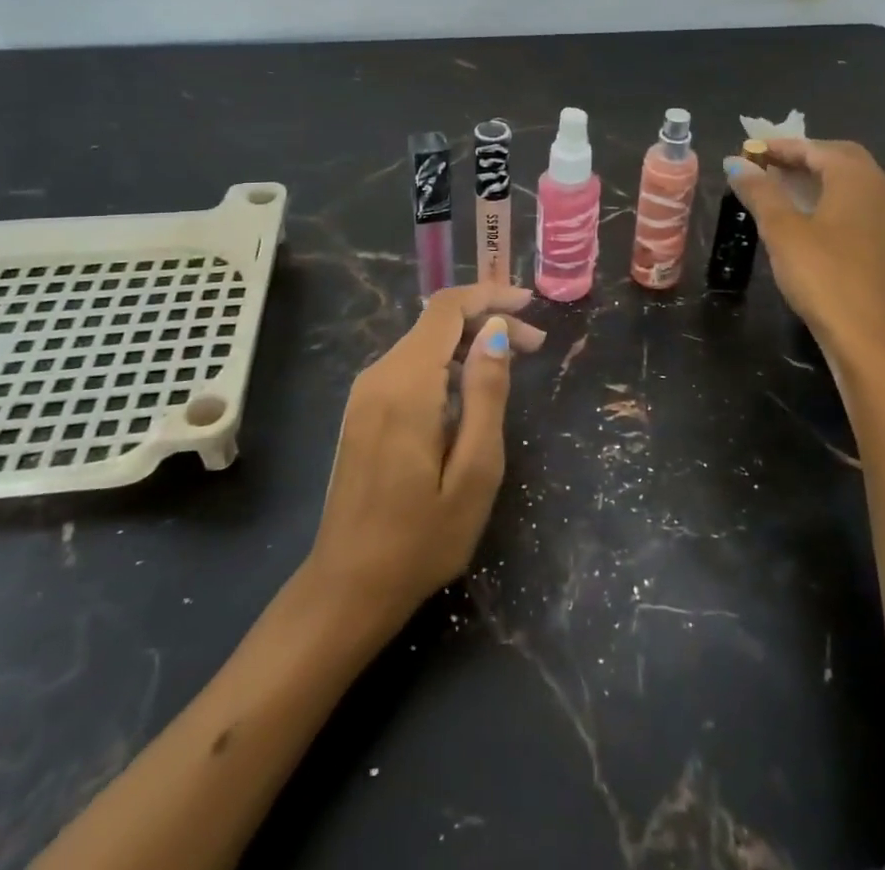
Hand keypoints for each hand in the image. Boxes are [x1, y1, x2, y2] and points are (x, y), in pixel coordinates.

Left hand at [304, 283, 545, 630]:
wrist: (348, 588)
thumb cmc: (422, 538)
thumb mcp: (475, 471)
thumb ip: (486, 393)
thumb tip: (494, 330)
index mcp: (406, 386)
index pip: (446, 309)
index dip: (489, 295)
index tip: (530, 304)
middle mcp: (379, 376)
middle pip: (437, 322)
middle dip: (488, 321)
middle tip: (536, 346)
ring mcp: (366, 394)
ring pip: (424, 342)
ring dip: (470, 343)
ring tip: (514, 364)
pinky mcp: (363, 411)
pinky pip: (410, 366)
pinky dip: (447, 362)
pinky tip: (473, 388)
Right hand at [723, 138, 884, 368]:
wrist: (871, 340)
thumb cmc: (824, 277)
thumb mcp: (783, 230)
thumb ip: (760, 192)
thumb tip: (736, 163)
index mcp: (858, 178)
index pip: (816, 148)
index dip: (781, 146)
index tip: (750, 150)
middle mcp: (882, 188)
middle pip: (840, 159)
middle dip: (802, 158)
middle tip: (767, 166)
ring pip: (852, 183)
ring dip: (818, 179)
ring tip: (782, 189)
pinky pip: (860, 205)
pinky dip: (833, 200)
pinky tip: (811, 218)